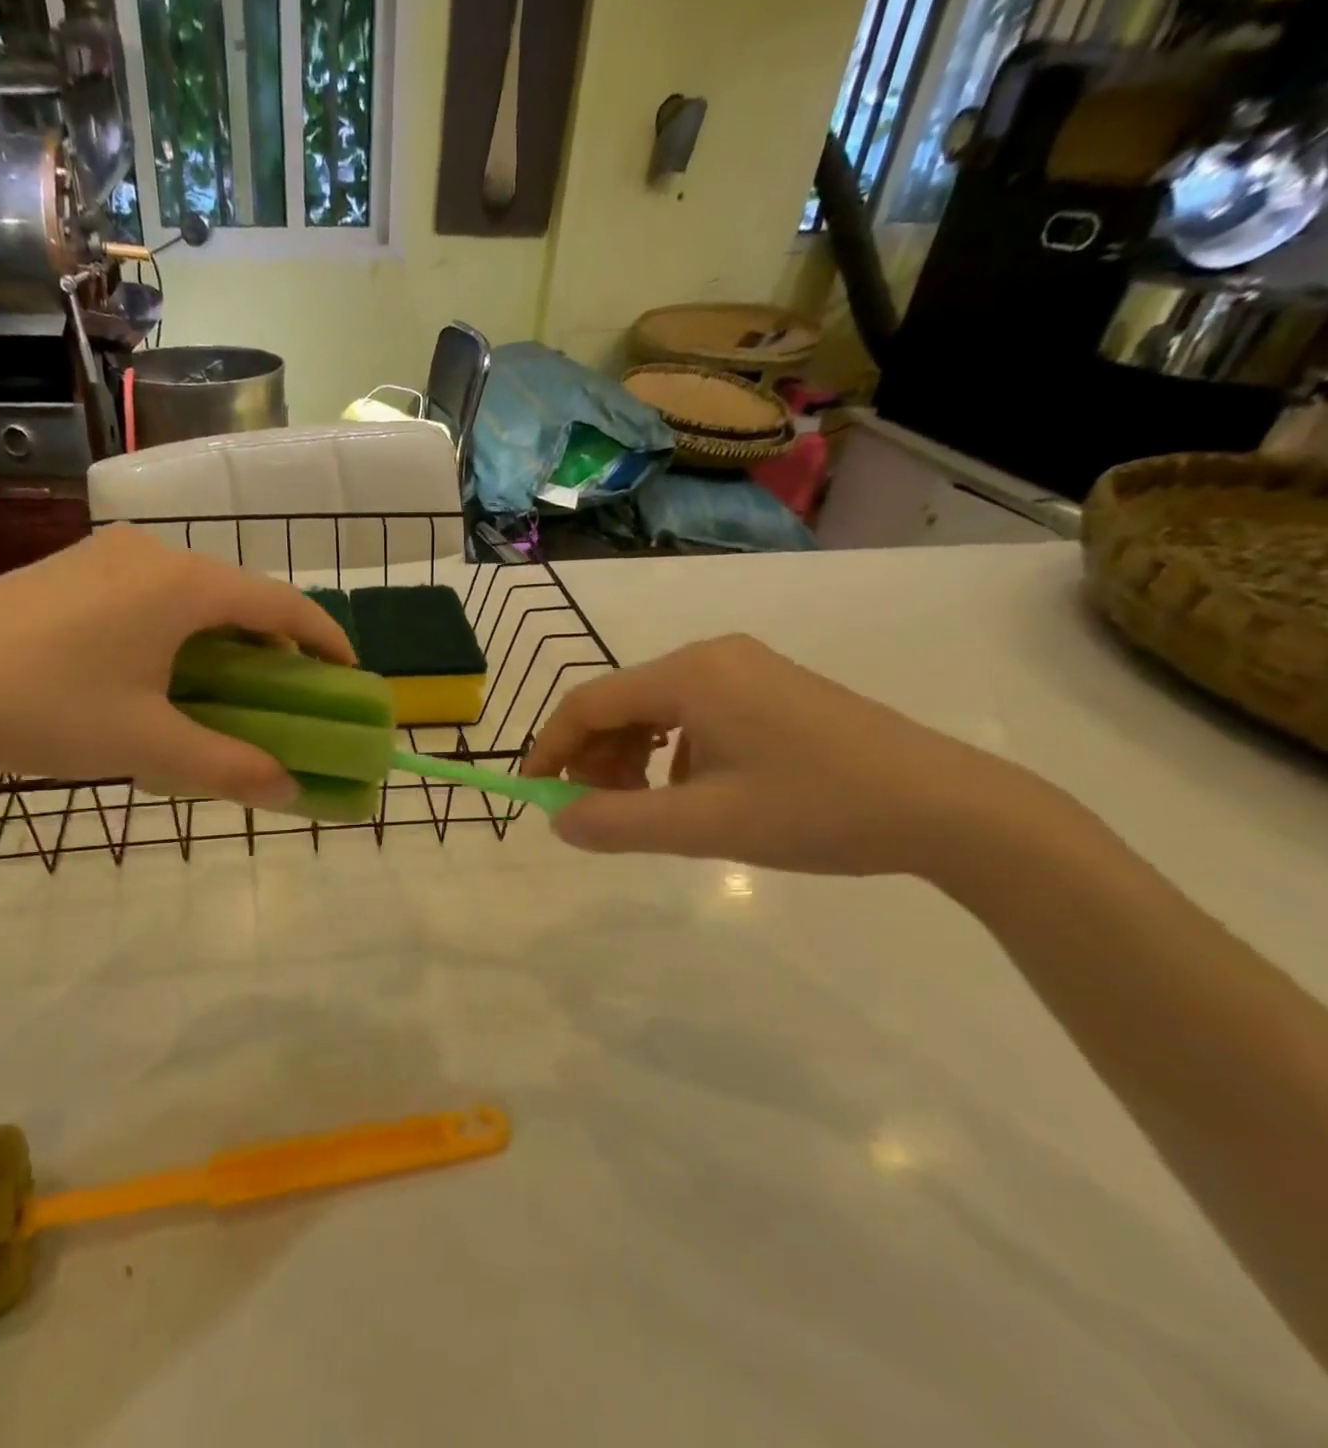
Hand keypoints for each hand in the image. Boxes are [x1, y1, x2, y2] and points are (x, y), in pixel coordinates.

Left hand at [0, 525, 353, 805]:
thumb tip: (289, 792)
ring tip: (229, 687)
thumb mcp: (145, 745)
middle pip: (239, 595)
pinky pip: (152, 594)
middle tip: (289, 694)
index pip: (282, 604)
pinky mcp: (71, 569)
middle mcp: (152, 554)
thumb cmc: (43, 709)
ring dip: (225, 637)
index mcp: (183, 585)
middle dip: (275, 644)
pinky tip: (162, 670)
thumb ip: (227, 767)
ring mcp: (105, 556)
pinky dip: (180, 629)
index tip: (349, 674)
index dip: (325, 639)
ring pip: (193, 594)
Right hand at [522, 635, 1046, 874]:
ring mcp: (746, 670)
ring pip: (656, 709)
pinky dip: (671, 752)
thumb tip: (558, 821)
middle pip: (621, 702)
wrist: (948, 807)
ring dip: (631, 757)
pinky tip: (692, 791)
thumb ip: (618, 823)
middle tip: (597, 812)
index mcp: (690, 674)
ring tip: (644, 808)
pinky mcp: (771, 690)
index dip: (551, 747)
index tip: (534, 791)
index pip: (589, 702)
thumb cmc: (817, 810)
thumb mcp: (704, 825)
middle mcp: (712, 657)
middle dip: (595, 757)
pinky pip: (694, 714)